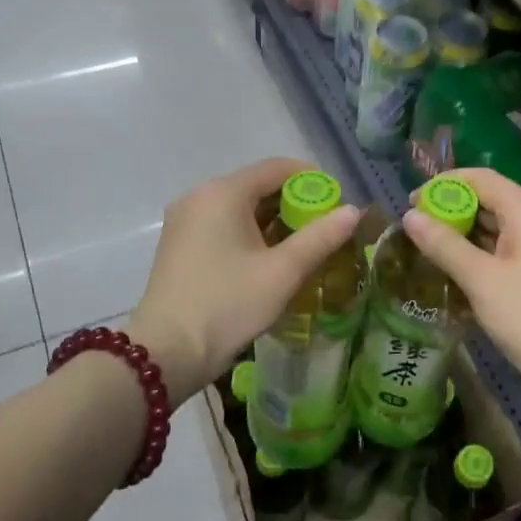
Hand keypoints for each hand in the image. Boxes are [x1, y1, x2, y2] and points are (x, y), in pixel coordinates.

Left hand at [129, 158, 362, 403]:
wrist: (166, 352)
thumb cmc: (228, 305)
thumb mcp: (282, 272)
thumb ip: (320, 238)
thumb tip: (353, 210)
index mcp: (223, 192)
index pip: (277, 168)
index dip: (312, 180)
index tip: (337, 203)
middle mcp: (199, 196)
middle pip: (256, 186)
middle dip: (293, 203)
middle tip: (325, 229)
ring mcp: (184, 220)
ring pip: (238, 207)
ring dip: (272, 221)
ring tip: (302, 247)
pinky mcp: (177, 243)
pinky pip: (221, 224)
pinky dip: (248, 233)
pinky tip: (267, 259)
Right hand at [402, 168, 520, 411]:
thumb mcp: (481, 279)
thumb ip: (444, 245)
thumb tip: (410, 216)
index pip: (480, 178)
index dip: (443, 185)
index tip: (411, 203)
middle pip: (489, 201)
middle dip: (450, 212)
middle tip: (415, 233)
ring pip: (496, 229)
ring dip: (463, 236)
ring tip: (428, 252)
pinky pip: (506, 252)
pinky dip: (480, 256)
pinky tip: (457, 275)